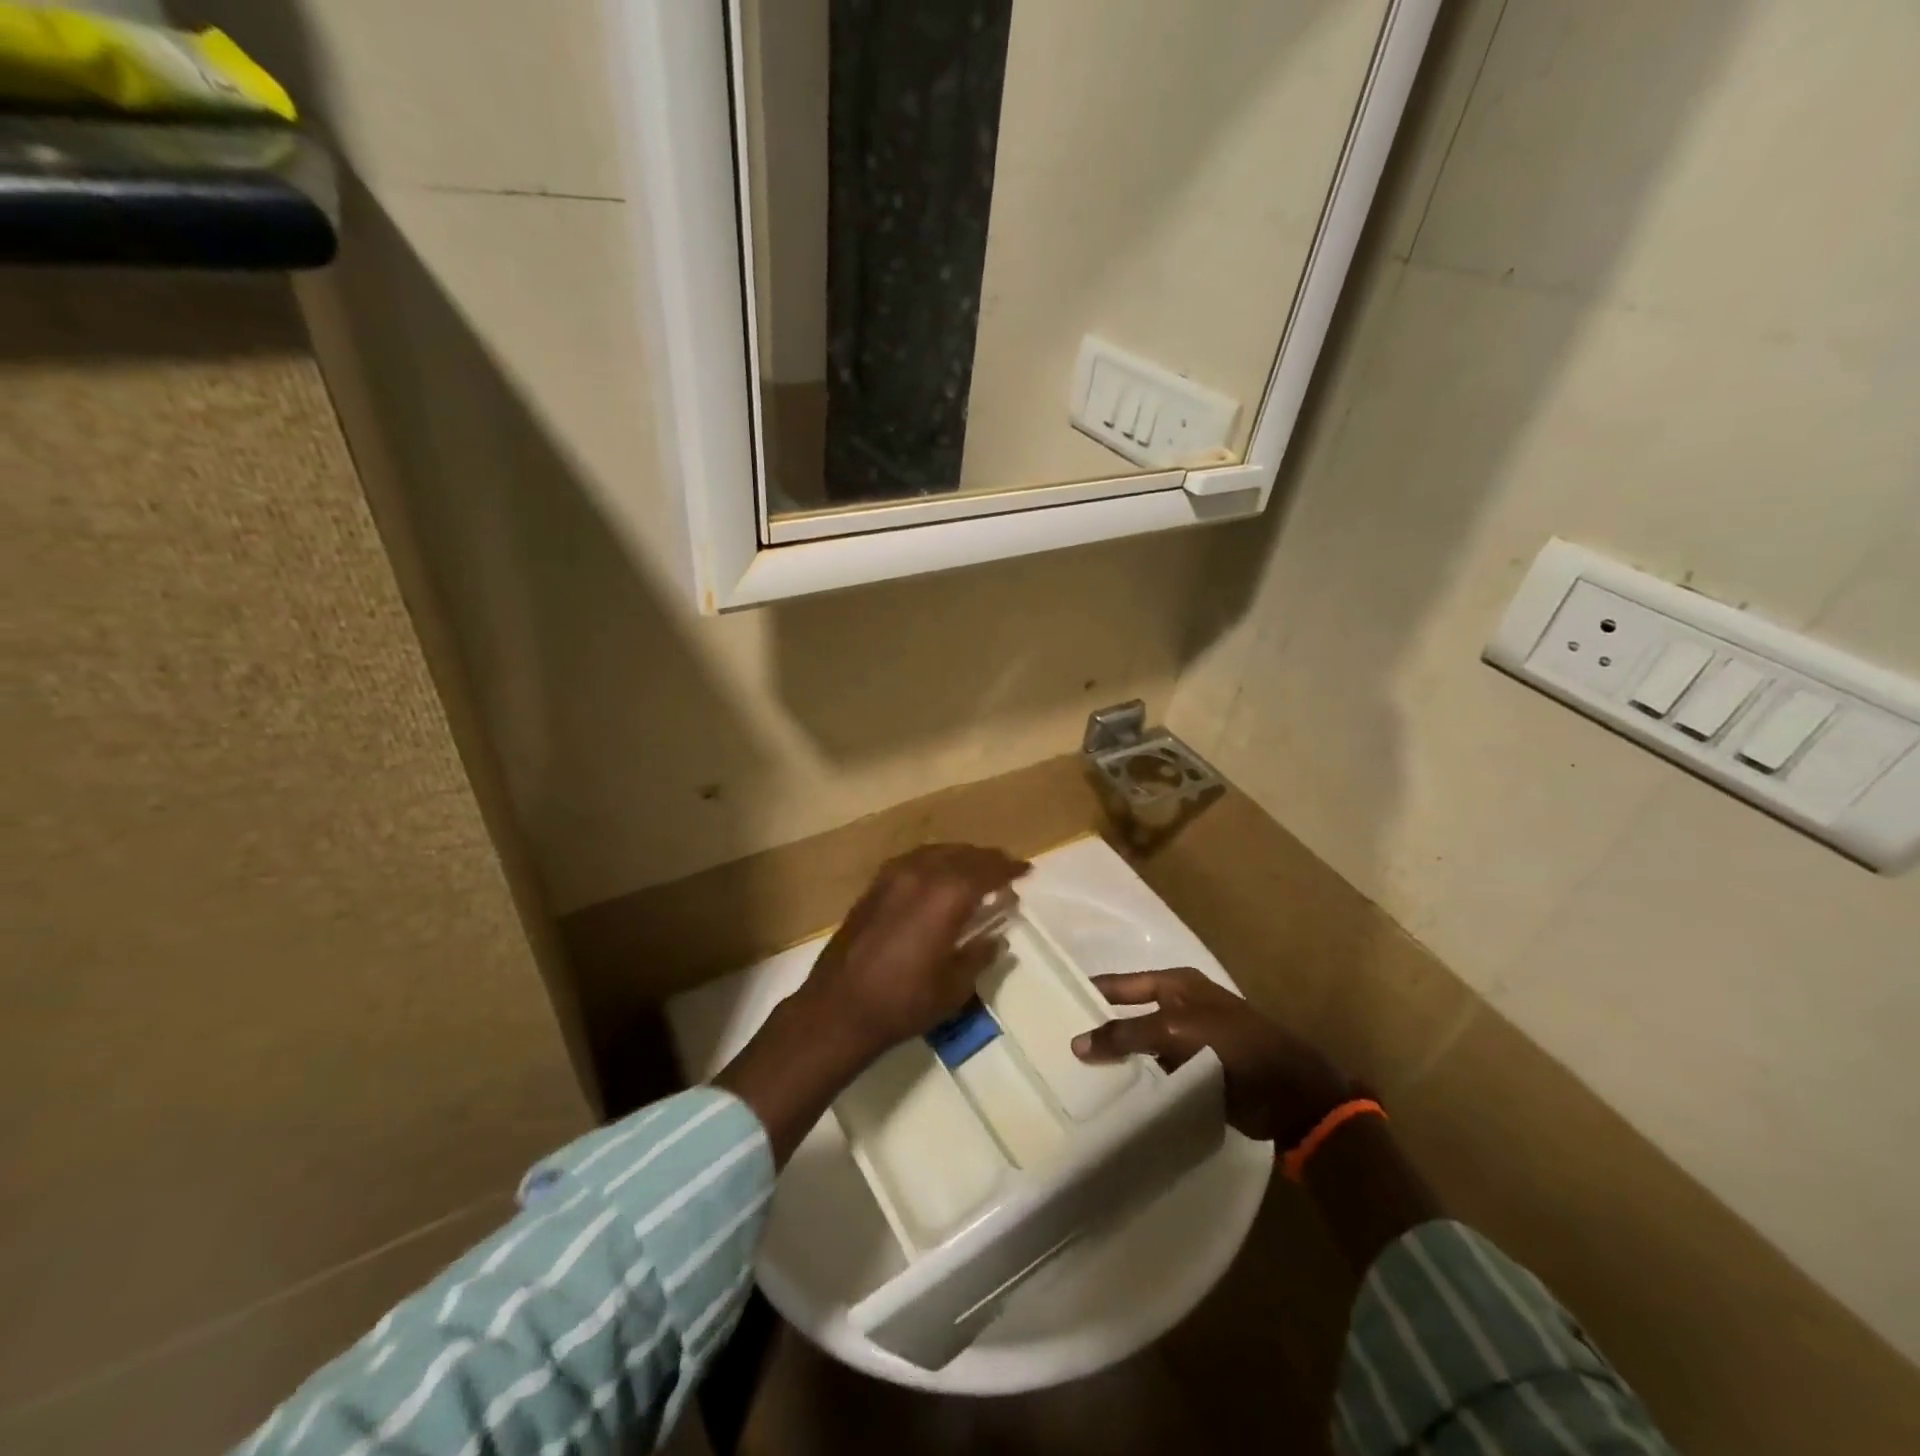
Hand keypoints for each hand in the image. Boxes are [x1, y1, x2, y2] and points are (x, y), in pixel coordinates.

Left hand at [717, 844, 1027, 1164]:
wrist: (838, 1008)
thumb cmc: (903, 1003)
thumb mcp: (954, 988)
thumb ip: (979, 955)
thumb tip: (996, 938)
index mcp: (946, 896)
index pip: (986, 871)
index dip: (1008, 869)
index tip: (1026, 871)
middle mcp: (920, 875)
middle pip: (961, 855)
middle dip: (986, 859)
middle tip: (1004, 867)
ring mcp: (892, 877)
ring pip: (935, 852)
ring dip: (959, 856)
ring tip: (974, 868)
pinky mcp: (873, 887)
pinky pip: (912, 861)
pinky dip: (933, 862)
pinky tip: (937, 876)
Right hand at [1072, 968, 1355, 1145]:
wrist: (1291, 1092)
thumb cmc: (1233, 1044)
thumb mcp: (1174, 1031)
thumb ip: (1125, 1035)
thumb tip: (1076, 1044)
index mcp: (1176, 984)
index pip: (1121, 983)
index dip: (1091, 992)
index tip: (1054, 1003)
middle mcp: (1179, 1007)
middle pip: (1129, 1015)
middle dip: (1100, 1029)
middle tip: (1058, 1046)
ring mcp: (1189, 1042)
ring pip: (1142, 1047)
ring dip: (1119, 1060)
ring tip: (1075, 1076)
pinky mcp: (1197, 1074)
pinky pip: (1157, 1074)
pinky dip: (1139, 1082)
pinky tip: (1112, 1098)